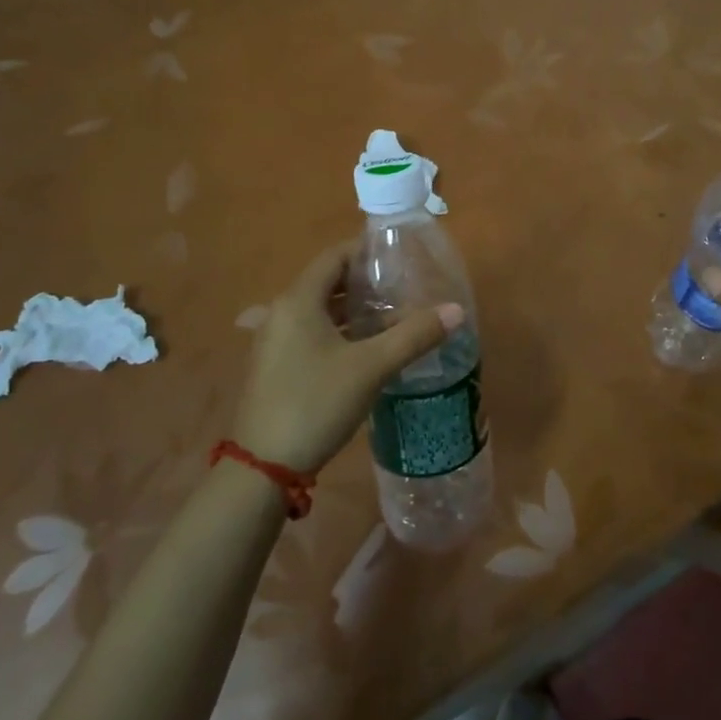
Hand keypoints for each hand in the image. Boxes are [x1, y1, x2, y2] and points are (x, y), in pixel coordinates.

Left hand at [230, 240, 460, 473]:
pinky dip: (340, 332)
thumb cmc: (316, 403)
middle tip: (404, 286)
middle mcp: (281, 312)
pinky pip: (312, 334)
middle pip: (328, 283)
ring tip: (394, 315)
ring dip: (355, 311)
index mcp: (298, 301)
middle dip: (366, 283)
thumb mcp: (371, 367)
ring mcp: (275, 342)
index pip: (334, 257)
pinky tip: (368, 349)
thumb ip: (414, 335)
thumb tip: (457, 310)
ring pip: (320, 311)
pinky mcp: (276, 366)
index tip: (400, 256)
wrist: (263, 467)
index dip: (366, 251)